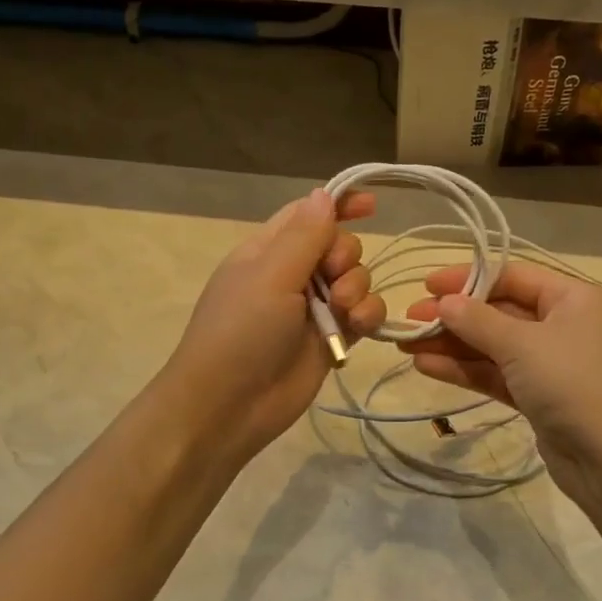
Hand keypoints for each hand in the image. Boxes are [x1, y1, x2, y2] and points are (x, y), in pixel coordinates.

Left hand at [163, 188, 386, 463]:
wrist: (230, 406)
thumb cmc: (241, 332)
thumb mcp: (270, 276)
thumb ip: (304, 235)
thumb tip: (324, 194)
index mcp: (268, 251)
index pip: (307, 214)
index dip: (339, 204)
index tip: (372, 204)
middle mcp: (292, 275)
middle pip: (339, 245)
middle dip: (346, 255)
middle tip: (333, 277)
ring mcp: (314, 309)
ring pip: (356, 279)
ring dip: (359, 287)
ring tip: (343, 310)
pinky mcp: (332, 340)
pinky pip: (363, 314)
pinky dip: (368, 315)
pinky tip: (360, 326)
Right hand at [400, 262, 601, 500]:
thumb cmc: (574, 384)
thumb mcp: (523, 344)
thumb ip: (478, 321)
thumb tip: (443, 303)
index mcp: (573, 298)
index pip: (512, 276)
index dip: (467, 278)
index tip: (425, 285)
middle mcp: (564, 325)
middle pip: (500, 312)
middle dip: (454, 316)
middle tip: (409, 319)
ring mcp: (552, 365)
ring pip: (494, 347)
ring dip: (452, 345)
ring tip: (406, 344)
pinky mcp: (539, 398)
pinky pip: (497, 375)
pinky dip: (465, 370)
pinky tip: (427, 366)